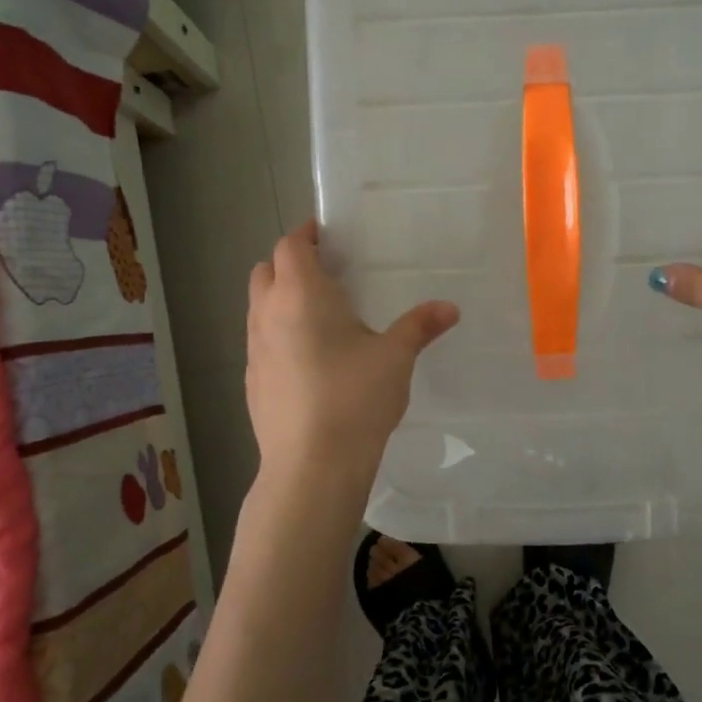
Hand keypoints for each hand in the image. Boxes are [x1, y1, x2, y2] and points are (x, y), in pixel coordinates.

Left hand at [245, 220, 459, 486]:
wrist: (312, 466)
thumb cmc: (355, 398)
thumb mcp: (395, 357)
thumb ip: (420, 326)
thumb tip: (449, 308)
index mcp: (301, 295)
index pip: (290, 246)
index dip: (305, 235)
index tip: (326, 235)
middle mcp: (268, 315)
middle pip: (266, 271)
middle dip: (290, 264)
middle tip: (326, 273)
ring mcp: (254, 351)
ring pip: (259, 308)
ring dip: (281, 300)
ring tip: (319, 315)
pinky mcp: (252, 383)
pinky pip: (261, 342)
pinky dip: (278, 335)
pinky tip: (309, 361)